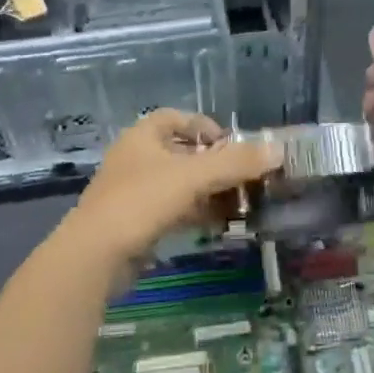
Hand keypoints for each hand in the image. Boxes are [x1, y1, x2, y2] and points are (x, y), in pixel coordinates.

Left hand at [64, 110, 280, 268]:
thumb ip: (236, 162)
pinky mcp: (134, 222)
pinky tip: (218, 225)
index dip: (206, 126)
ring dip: (208, 191)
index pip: (177, 118)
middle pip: (181, 152)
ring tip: (239, 203)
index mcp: (142, 136)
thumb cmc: (142, 201)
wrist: (95, 255)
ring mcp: (132, 192)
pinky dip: (195, 213)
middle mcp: (136, 158)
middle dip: (214, 164)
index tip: (232, 144)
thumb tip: (278, 150)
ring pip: (178, 184)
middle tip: (244, 177)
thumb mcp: (194, 177)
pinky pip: (171, 210)